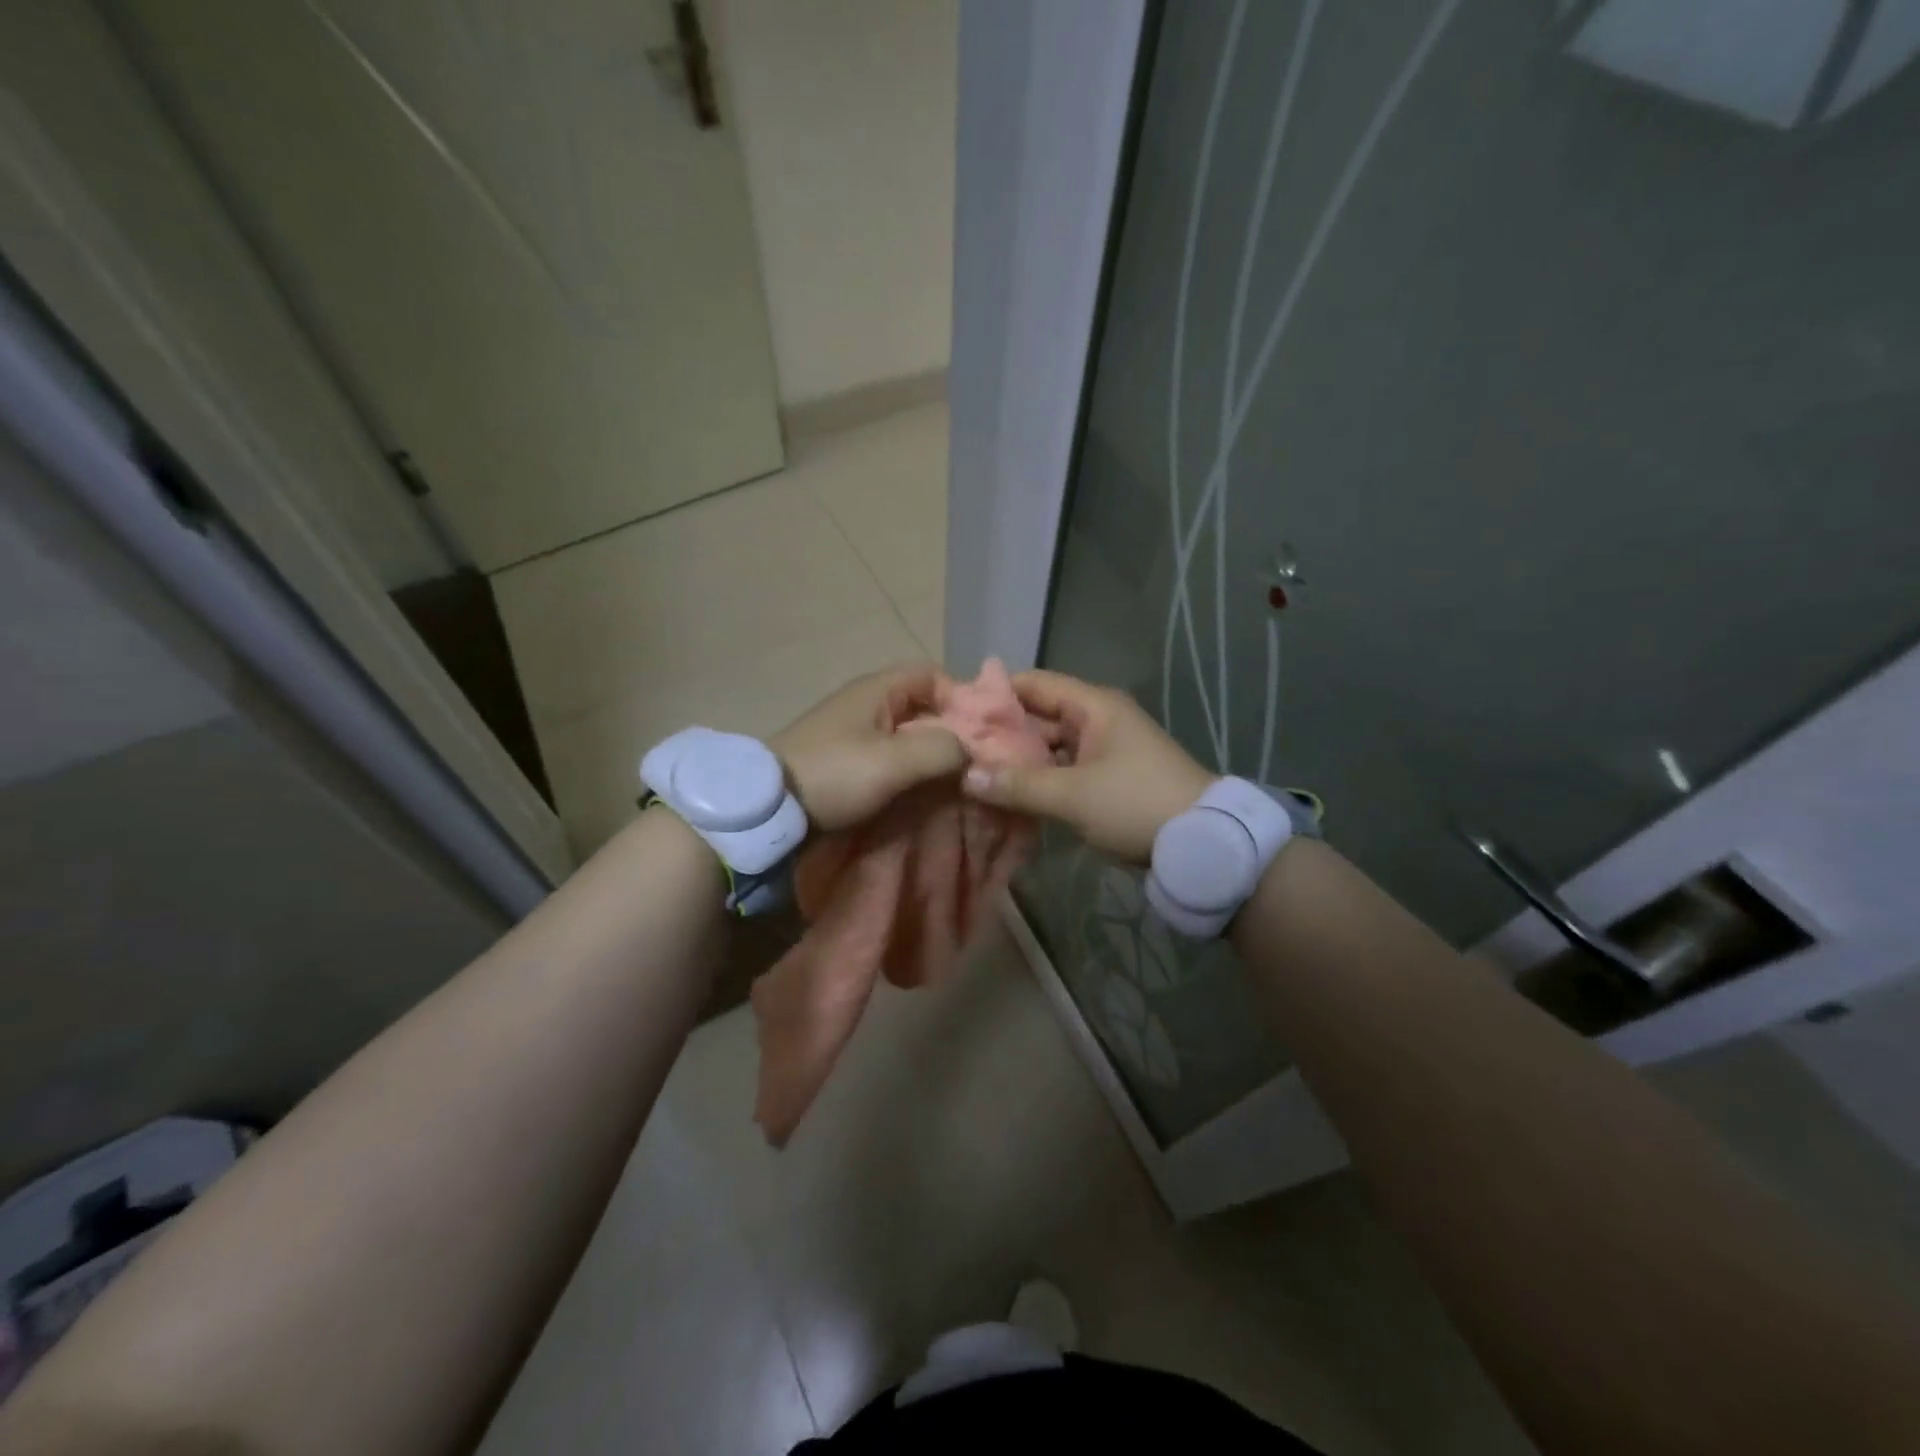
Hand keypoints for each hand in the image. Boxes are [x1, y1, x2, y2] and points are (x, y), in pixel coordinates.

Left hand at [770, 663, 967, 831]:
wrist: (768, 808)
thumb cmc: (834, 774)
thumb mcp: (895, 761)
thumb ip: (943, 749)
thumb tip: (972, 751)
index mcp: (878, 688)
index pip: (933, 674)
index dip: (961, 698)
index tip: (979, 734)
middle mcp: (867, 701)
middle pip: (923, 705)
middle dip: (951, 730)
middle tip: (973, 763)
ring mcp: (854, 730)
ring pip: (908, 733)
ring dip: (931, 754)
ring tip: (953, 782)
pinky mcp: (846, 758)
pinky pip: (890, 754)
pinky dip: (910, 768)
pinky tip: (922, 791)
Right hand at [960, 669, 1214, 862]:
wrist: (1203, 843)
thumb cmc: (1135, 804)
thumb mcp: (1072, 795)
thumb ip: (1017, 785)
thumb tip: (965, 777)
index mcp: (1092, 706)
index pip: (1033, 684)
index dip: (994, 694)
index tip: (955, 713)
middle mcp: (1097, 720)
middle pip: (1039, 716)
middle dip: (1000, 733)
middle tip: (956, 750)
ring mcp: (1104, 750)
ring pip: (1049, 746)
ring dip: (1018, 760)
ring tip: (973, 773)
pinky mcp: (1107, 779)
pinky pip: (1063, 770)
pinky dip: (1039, 780)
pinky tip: (1008, 795)